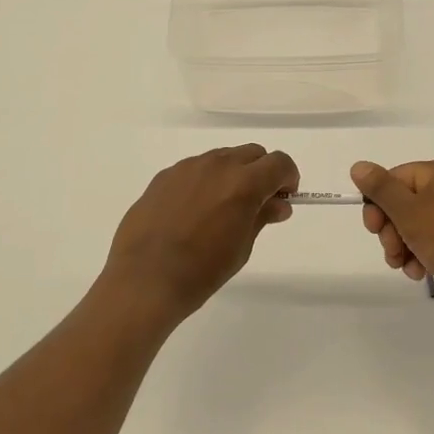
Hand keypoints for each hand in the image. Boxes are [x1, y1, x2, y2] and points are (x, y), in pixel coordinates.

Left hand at [102, 145, 299, 323]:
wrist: (144, 280)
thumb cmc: (201, 271)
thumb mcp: (242, 247)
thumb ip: (262, 216)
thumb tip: (279, 203)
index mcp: (243, 183)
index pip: (279, 163)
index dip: (288, 178)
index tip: (284, 198)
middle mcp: (217, 165)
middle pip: (252, 153)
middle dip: (262, 173)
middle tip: (257, 203)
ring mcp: (187, 167)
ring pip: (222, 158)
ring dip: (233, 174)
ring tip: (222, 209)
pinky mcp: (165, 175)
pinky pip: (195, 169)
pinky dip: (205, 181)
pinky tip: (193, 212)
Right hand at [351, 159, 433, 322]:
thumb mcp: (408, 211)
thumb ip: (381, 188)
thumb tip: (359, 166)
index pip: (397, 178)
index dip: (379, 202)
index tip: (371, 227)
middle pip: (406, 203)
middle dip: (391, 229)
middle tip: (390, 250)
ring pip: (418, 226)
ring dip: (403, 246)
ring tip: (403, 266)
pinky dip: (422, 255)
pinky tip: (419, 272)